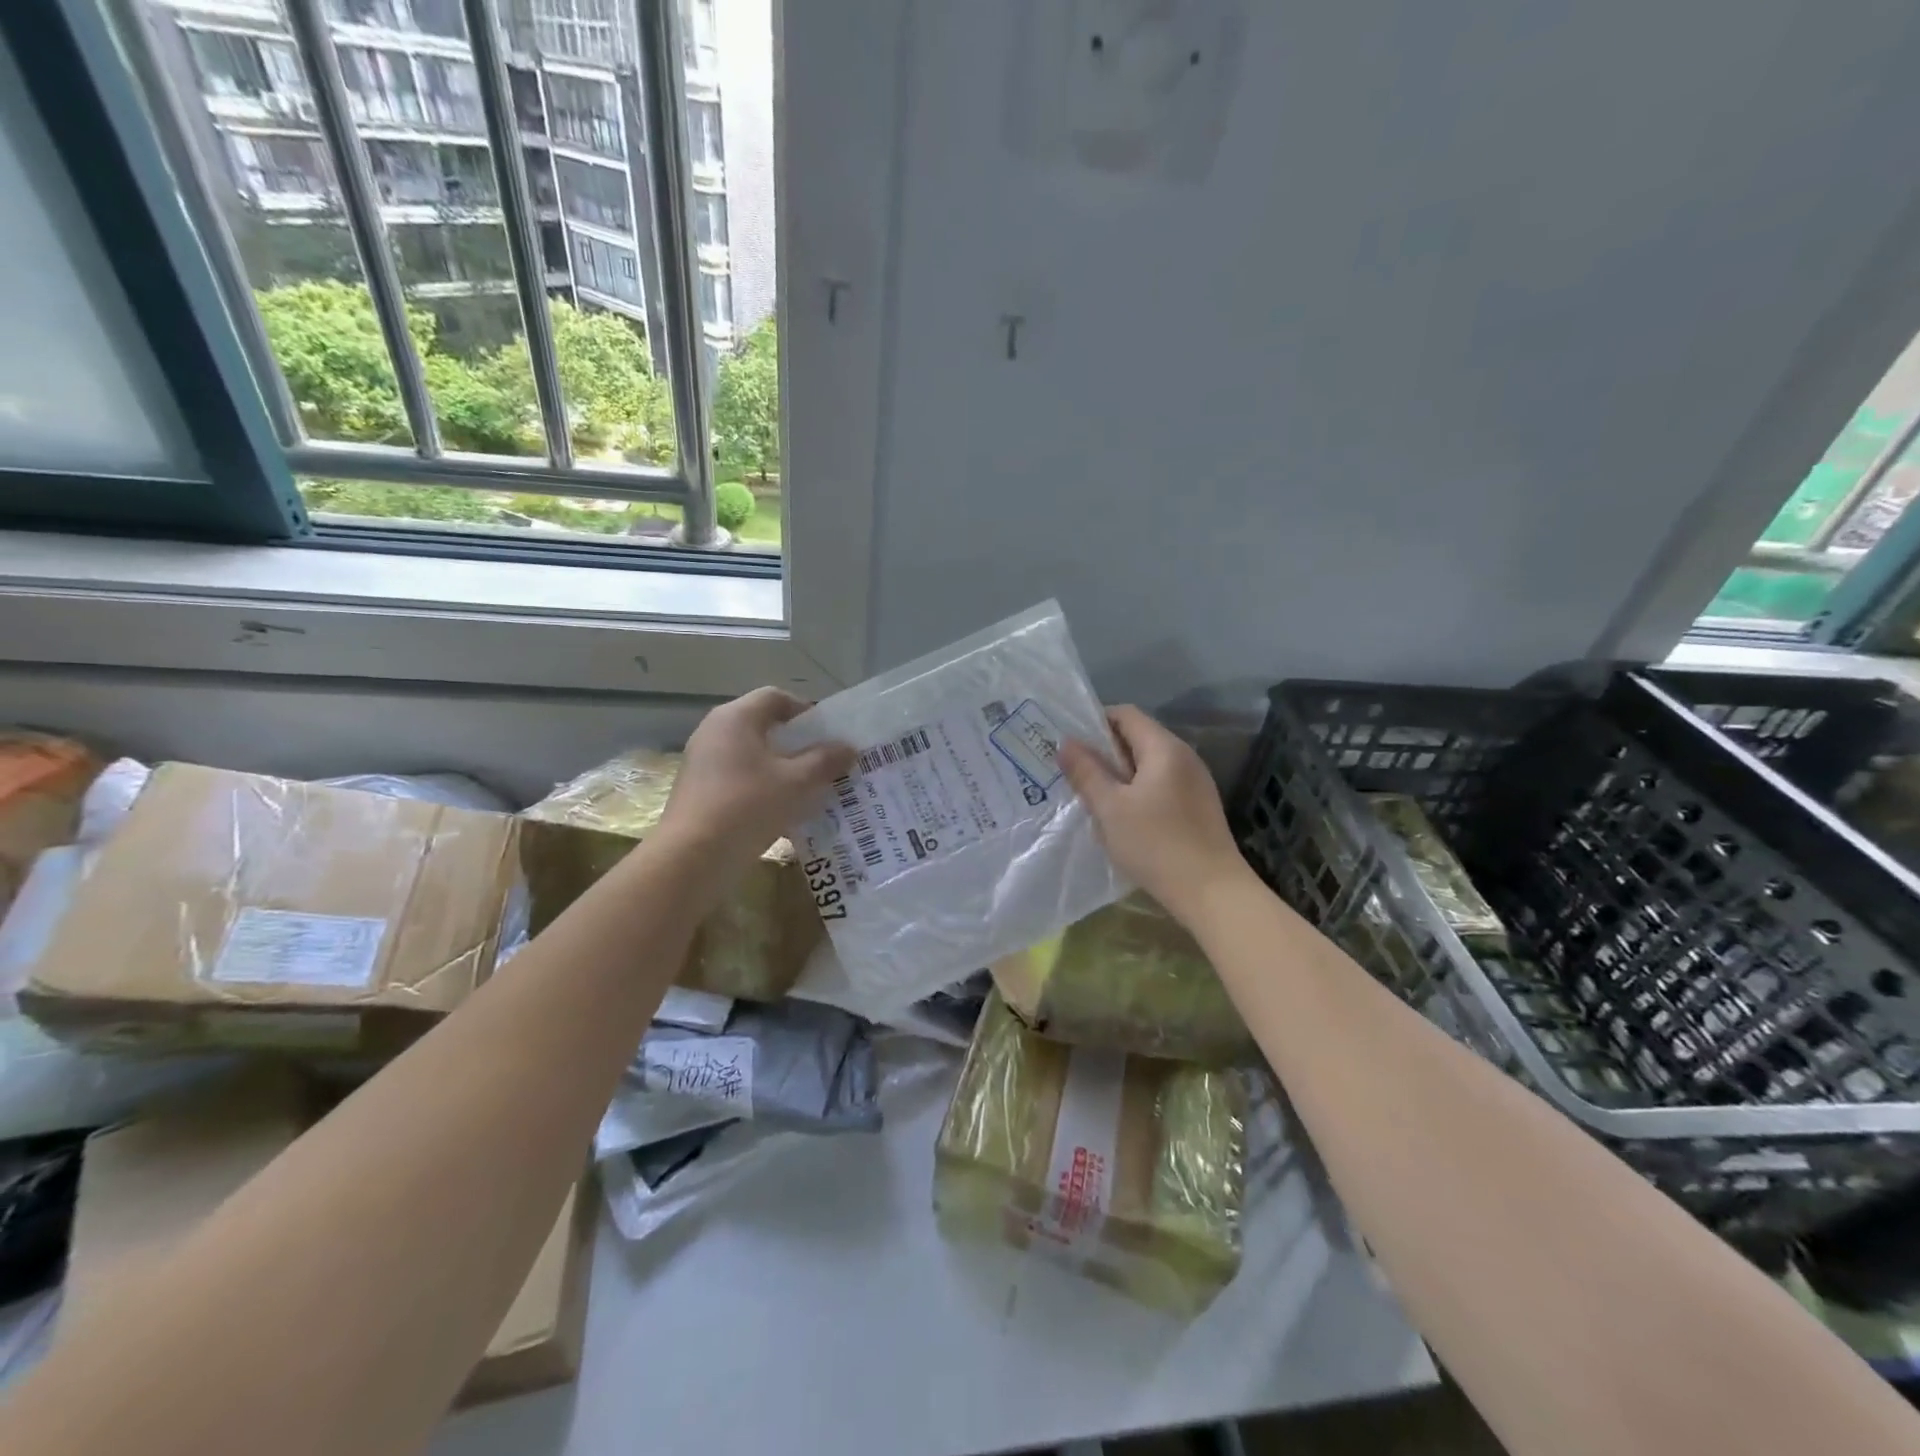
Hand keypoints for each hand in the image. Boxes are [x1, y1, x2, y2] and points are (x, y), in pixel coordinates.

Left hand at [660, 688, 854, 868]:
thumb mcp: (797, 782)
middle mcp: (714, 731)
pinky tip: (782, 811)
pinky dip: (762, 787)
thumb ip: (825, 760)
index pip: (775, 697)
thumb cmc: (748, 806)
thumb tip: (848, 747)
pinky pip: (738, 778)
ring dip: (781, 768)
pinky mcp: (698, 790)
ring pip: (751, 755)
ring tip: (809, 789)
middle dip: (796, 743)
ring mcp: (702, 762)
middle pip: (763, 726)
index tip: (828, 735)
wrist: (693, 858)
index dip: (805, 711)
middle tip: (824, 762)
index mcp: (736, 718)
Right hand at [1059, 705, 1248, 924]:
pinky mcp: (1198, 807)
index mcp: (1164, 748)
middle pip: (1138, 737)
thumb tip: (1065, 742)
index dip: (1095, 722)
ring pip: (1149, 764)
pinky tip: (1123, 819)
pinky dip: (1138, 792)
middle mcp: (1184, 757)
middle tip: (1074, 773)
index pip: (1126, 714)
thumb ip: (1086, 772)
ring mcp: (1195, 782)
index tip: (1070, 745)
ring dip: (1120, 775)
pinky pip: (1161, 785)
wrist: (1212, 892)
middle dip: (1105, 751)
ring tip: (1094, 797)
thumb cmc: (1156, 844)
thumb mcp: (1110, 808)